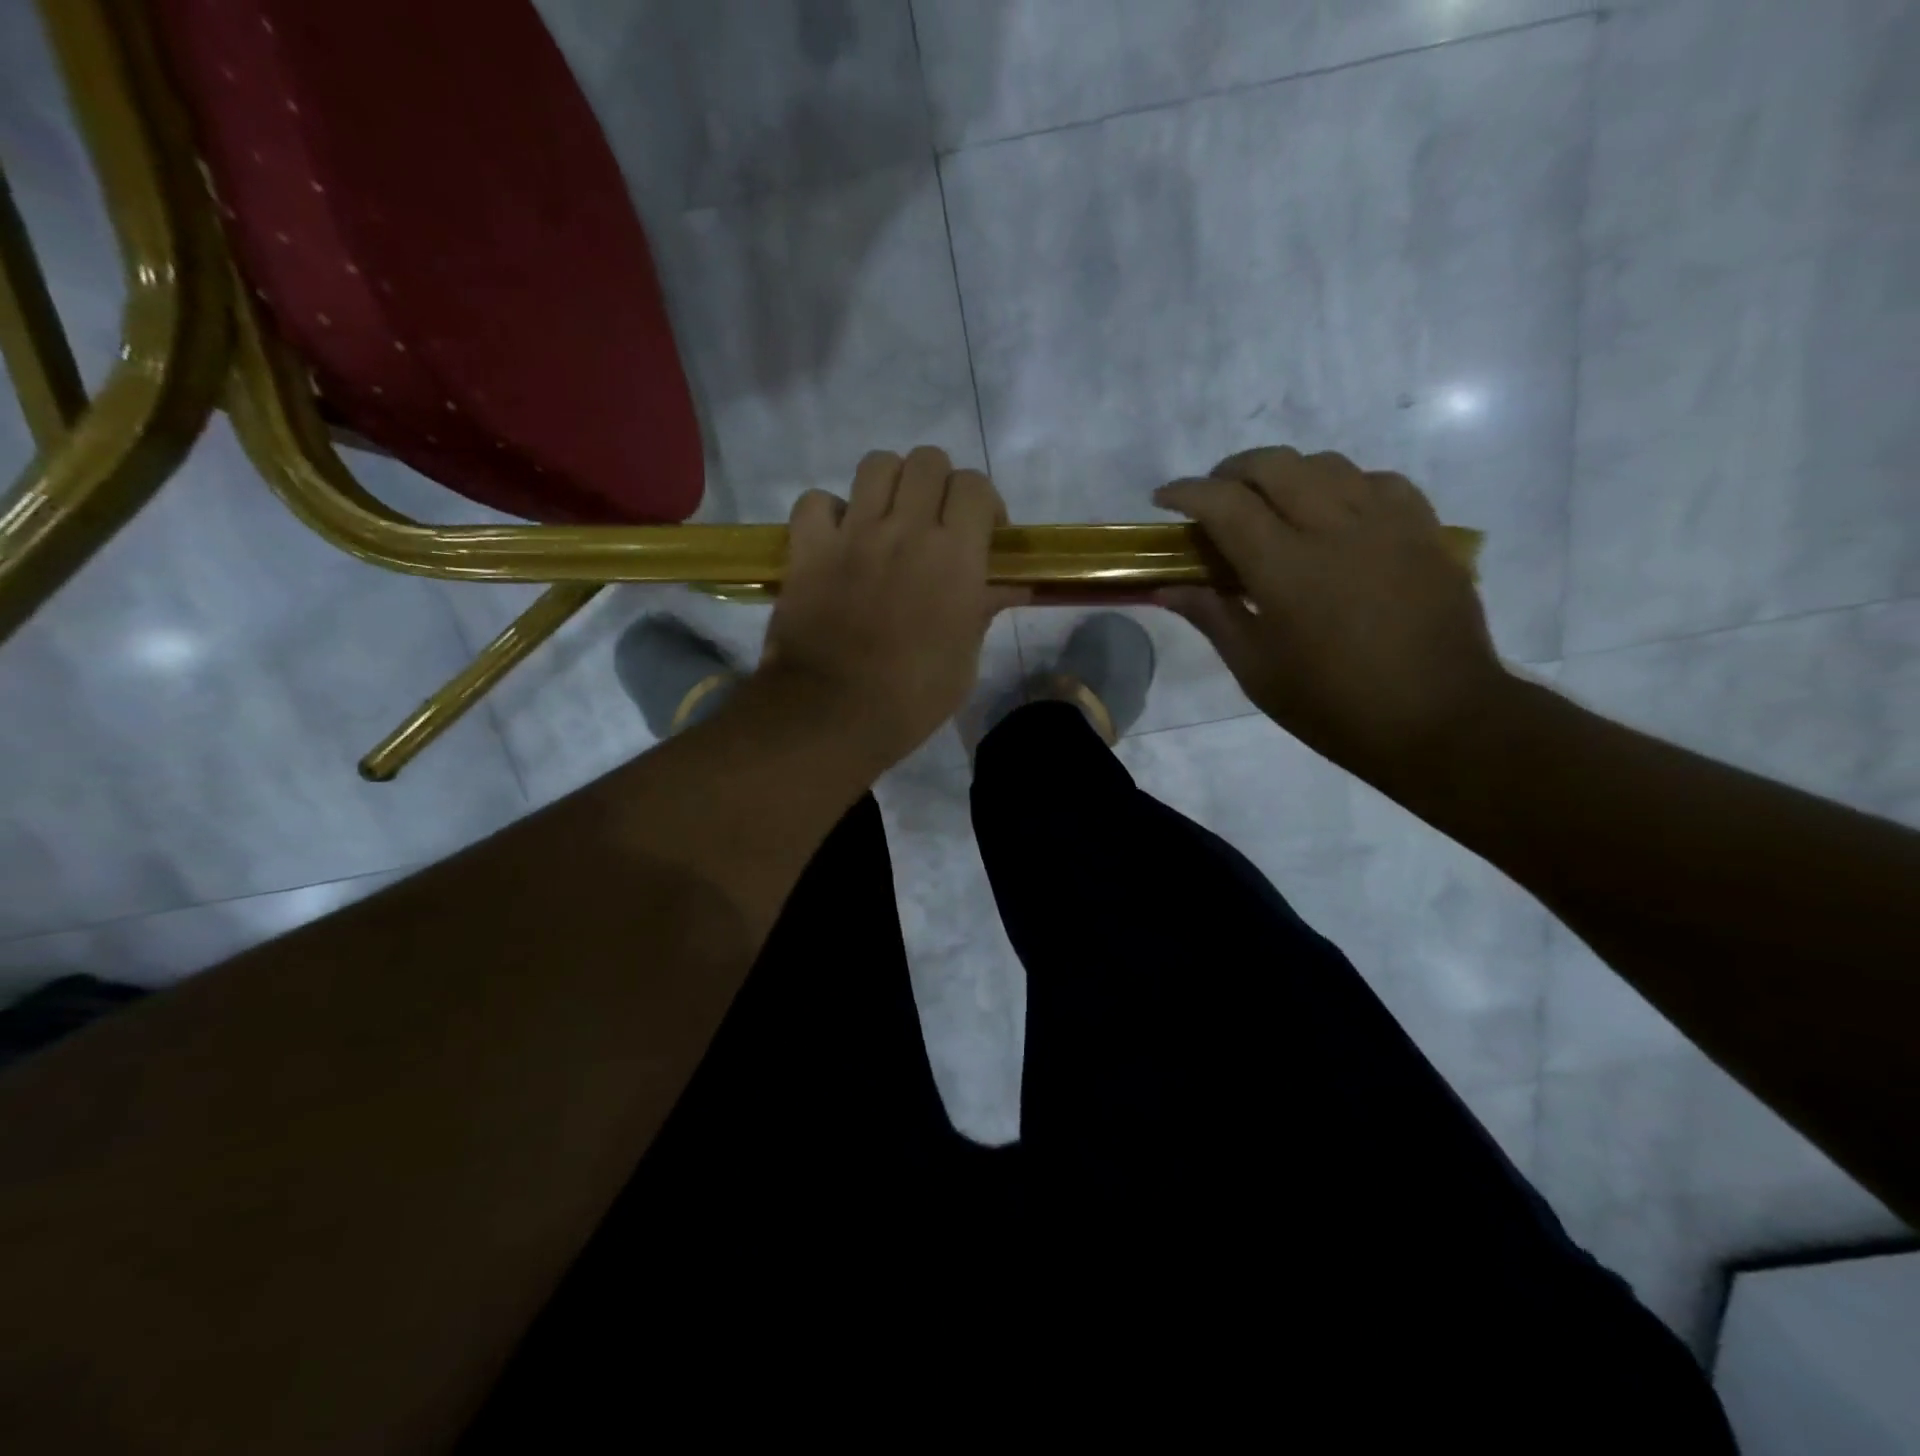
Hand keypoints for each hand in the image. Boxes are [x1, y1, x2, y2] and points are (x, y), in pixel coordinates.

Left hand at [761, 446, 1025, 767]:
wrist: (833, 714)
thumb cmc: (912, 697)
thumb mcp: (964, 659)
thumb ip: (983, 609)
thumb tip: (1011, 585)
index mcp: (955, 556)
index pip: (975, 485)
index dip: (982, 502)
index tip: (983, 534)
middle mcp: (906, 529)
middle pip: (927, 460)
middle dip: (937, 484)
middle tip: (934, 523)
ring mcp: (853, 533)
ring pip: (876, 464)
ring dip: (888, 485)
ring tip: (887, 520)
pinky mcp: (808, 547)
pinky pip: (816, 501)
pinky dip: (828, 512)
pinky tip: (837, 539)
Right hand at [1155, 447, 1507, 793]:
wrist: (1438, 718)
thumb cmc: (1332, 704)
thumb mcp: (1256, 669)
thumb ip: (1211, 616)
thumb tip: (1165, 588)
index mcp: (1285, 567)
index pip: (1225, 503)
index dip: (1186, 492)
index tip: (1164, 499)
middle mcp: (1334, 528)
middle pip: (1275, 464)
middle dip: (1232, 471)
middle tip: (1215, 497)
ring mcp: (1387, 522)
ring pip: (1326, 463)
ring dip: (1286, 473)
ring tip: (1272, 504)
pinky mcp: (1424, 529)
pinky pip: (1377, 481)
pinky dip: (1343, 485)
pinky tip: (1336, 514)